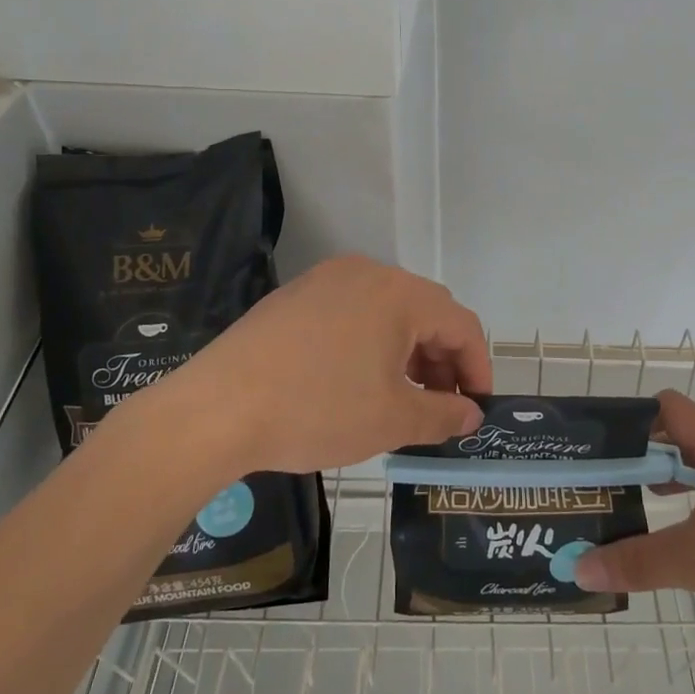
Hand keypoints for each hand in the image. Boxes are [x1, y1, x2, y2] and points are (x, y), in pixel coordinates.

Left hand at [155, 255, 487, 475]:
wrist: (217, 408)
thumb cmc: (316, 409)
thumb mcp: (391, 420)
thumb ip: (442, 415)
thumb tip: (470, 414)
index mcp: (398, 293)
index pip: (461, 324)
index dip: (477, 367)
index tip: (477, 408)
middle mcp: (366, 273)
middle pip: (426, 312)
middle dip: (442, 360)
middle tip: (440, 407)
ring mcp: (327, 279)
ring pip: (388, 311)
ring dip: (407, 352)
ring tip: (400, 398)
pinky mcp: (296, 295)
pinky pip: (353, 312)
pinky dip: (371, 343)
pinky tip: (357, 381)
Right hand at [573, 390, 694, 662]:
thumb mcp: (694, 563)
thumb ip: (634, 561)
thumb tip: (580, 567)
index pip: (672, 408)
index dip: (636, 418)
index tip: (605, 446)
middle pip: (688, 438)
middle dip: (649, 456)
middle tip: (614, 481)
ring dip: (677, 482)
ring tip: (643, 507)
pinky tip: (692, 539)